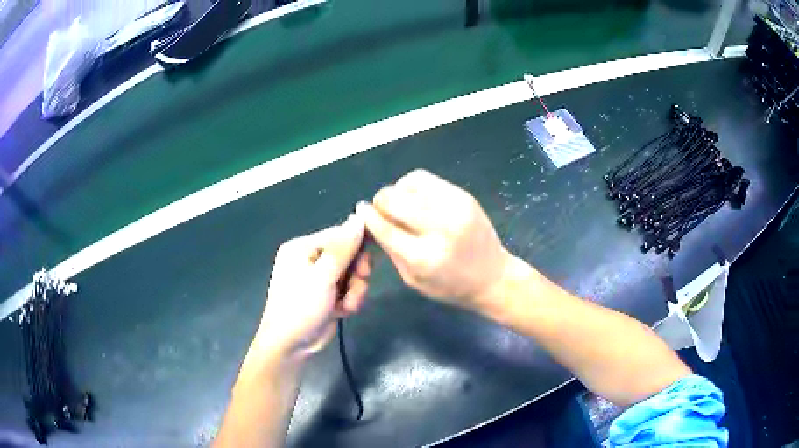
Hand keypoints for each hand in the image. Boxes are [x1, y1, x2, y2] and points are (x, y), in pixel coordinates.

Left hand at [254, 215, 371, 361]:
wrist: (290, 346)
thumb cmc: (300, 307)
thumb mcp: (322, 277)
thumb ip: (343, 248)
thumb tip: (359, 217)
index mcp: (303, 247)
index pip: (339, 234)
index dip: (357, 247)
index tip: (366, 265)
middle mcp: (311, 259)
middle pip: (349, 254)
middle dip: (356, 273)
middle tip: (358, 285)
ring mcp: (320, 278)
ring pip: (353, 274)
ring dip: (355, 290)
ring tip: (347, 304)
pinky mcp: (328, 295)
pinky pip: (349, 289)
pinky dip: (350, 299)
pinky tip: (344, 311)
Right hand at [355, 169, 509, 312]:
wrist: (493, 277)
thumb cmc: (450, 286)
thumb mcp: (413, 279)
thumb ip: (390, 249)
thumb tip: (370, 220)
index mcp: (424, 257)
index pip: (384, 226)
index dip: (368, 217)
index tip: (361, 211)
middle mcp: (439, 228)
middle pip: (393, 199)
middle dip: (380, 202)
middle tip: (381, 210)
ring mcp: (455, 207)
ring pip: (408, 182)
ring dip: (397, 191)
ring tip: (401, 205)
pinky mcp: (463, 195)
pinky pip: (426, 179)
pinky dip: (413, 186)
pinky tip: (415, 199)